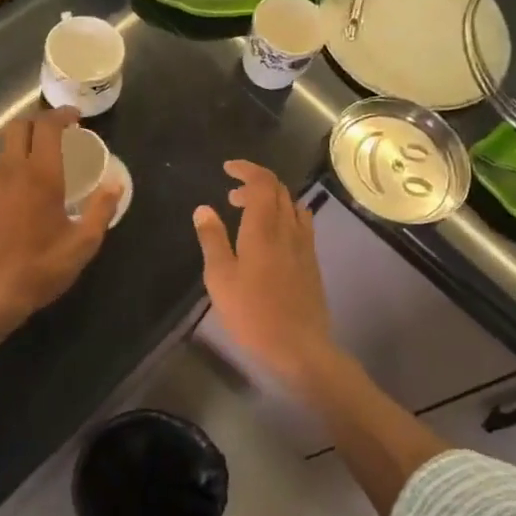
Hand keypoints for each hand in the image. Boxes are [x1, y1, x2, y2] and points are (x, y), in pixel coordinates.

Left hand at [0, 109, 122, 350]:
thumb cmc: (38, 270)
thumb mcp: (81, 245)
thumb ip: (101, 210)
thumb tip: (115, 183)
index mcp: (39, 176)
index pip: (46, 126)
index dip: (62, 115)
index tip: (76, 119)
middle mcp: (10, 171)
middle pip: (18, 127)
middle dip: (40, 122)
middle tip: (61, 135)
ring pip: (5, 148)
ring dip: (25, 145)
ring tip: (47, 164)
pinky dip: (13, 166)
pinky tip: (26, 192)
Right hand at [192, 161, 338, 390]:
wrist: (298, 346)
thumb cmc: (252, 313)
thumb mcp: (220, 277)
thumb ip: (212, 239)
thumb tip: (203, 208)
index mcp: (264, 228)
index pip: (262, 183)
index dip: (246, 170)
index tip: (227, 169)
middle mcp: (289, 229)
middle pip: (279, 190)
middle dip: (255, 183)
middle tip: (231, 196)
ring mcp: (305, 245)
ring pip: (292, 205)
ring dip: (271, 199)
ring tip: (249, 213)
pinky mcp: (312, 261)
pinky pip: (301, 223)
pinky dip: (284, 215)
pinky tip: (272, 236)